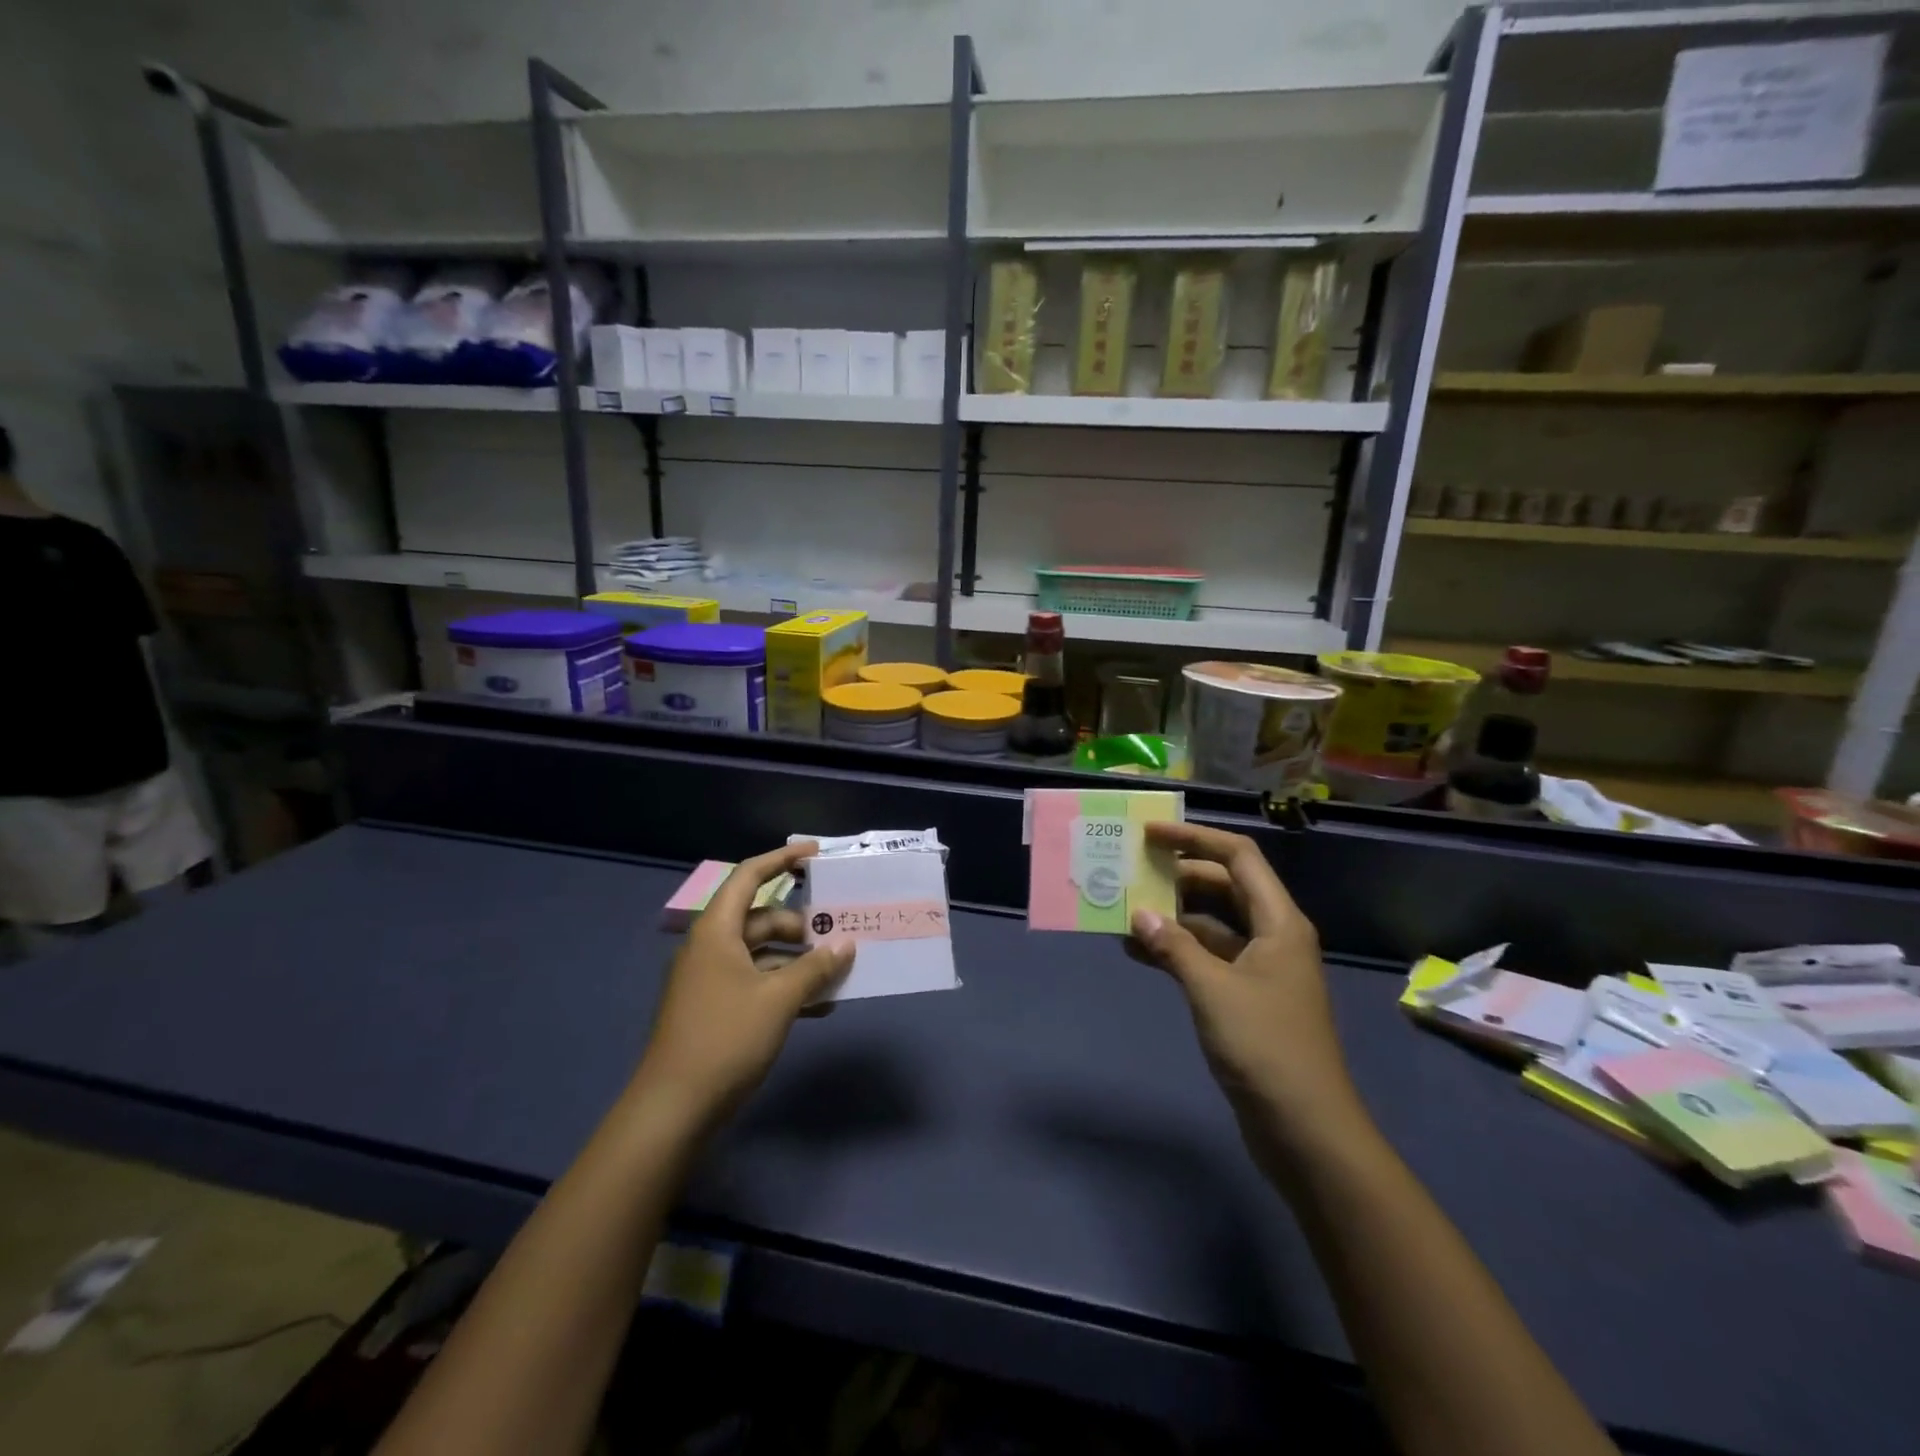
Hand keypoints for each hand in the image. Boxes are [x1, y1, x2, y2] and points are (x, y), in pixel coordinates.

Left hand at [633, 843, 854, 1126]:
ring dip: (800, 961)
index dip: (782, 859)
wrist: (673, 1109)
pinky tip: (821, 1007)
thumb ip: (815, 968)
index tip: (816, 854)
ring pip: (764, 954)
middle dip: (803, 925)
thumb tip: (845, 945)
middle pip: (763, 919)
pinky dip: (787, 988)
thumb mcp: (778, 999)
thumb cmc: (725, 1038)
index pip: (749, 876)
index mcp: (717, 931)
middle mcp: (712, 948)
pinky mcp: (717, 1009)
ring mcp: (712, 980)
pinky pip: (758, 984)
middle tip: (841, 933)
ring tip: (839, 971)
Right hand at [1126, 823, 1370, 1165]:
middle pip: (1224, 886)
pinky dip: (1177, 951)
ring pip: (1212, 924)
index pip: (1238, 857)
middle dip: (1178, 876)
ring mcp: (1261, 969)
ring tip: (1125, 912)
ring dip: (1173, 917)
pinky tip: (1140, 953)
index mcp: (1279, 922)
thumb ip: (1173, 947)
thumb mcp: (1212, 990)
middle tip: (1132, 871)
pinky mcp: (1247, 998)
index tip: (1149, 835)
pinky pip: (1208, 958)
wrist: (1306, 1129)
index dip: (1194, 839)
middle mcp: (1273, 936)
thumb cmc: (1265, 1047)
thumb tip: (1137, 915)